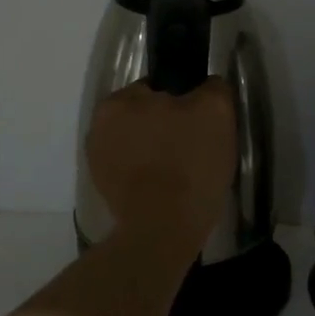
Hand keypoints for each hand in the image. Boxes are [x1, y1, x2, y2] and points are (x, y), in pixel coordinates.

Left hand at [87, 78, 235, 252]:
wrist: (164, 229)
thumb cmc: (189, 164)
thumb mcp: (216, 112)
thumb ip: (212, 88)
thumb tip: (207, 86)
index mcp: (119, 100)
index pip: (160, 89)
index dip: (186, 105)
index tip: (202, 126)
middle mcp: (99, 125)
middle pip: (147, 117)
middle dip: (168, 128)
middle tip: (195, 150)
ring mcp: (97, 160)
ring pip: (140, 145)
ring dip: (157, 153)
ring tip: (183, 174)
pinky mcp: (104, 189)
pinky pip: (133, 171)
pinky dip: (147, 176)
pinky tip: (167, 189)